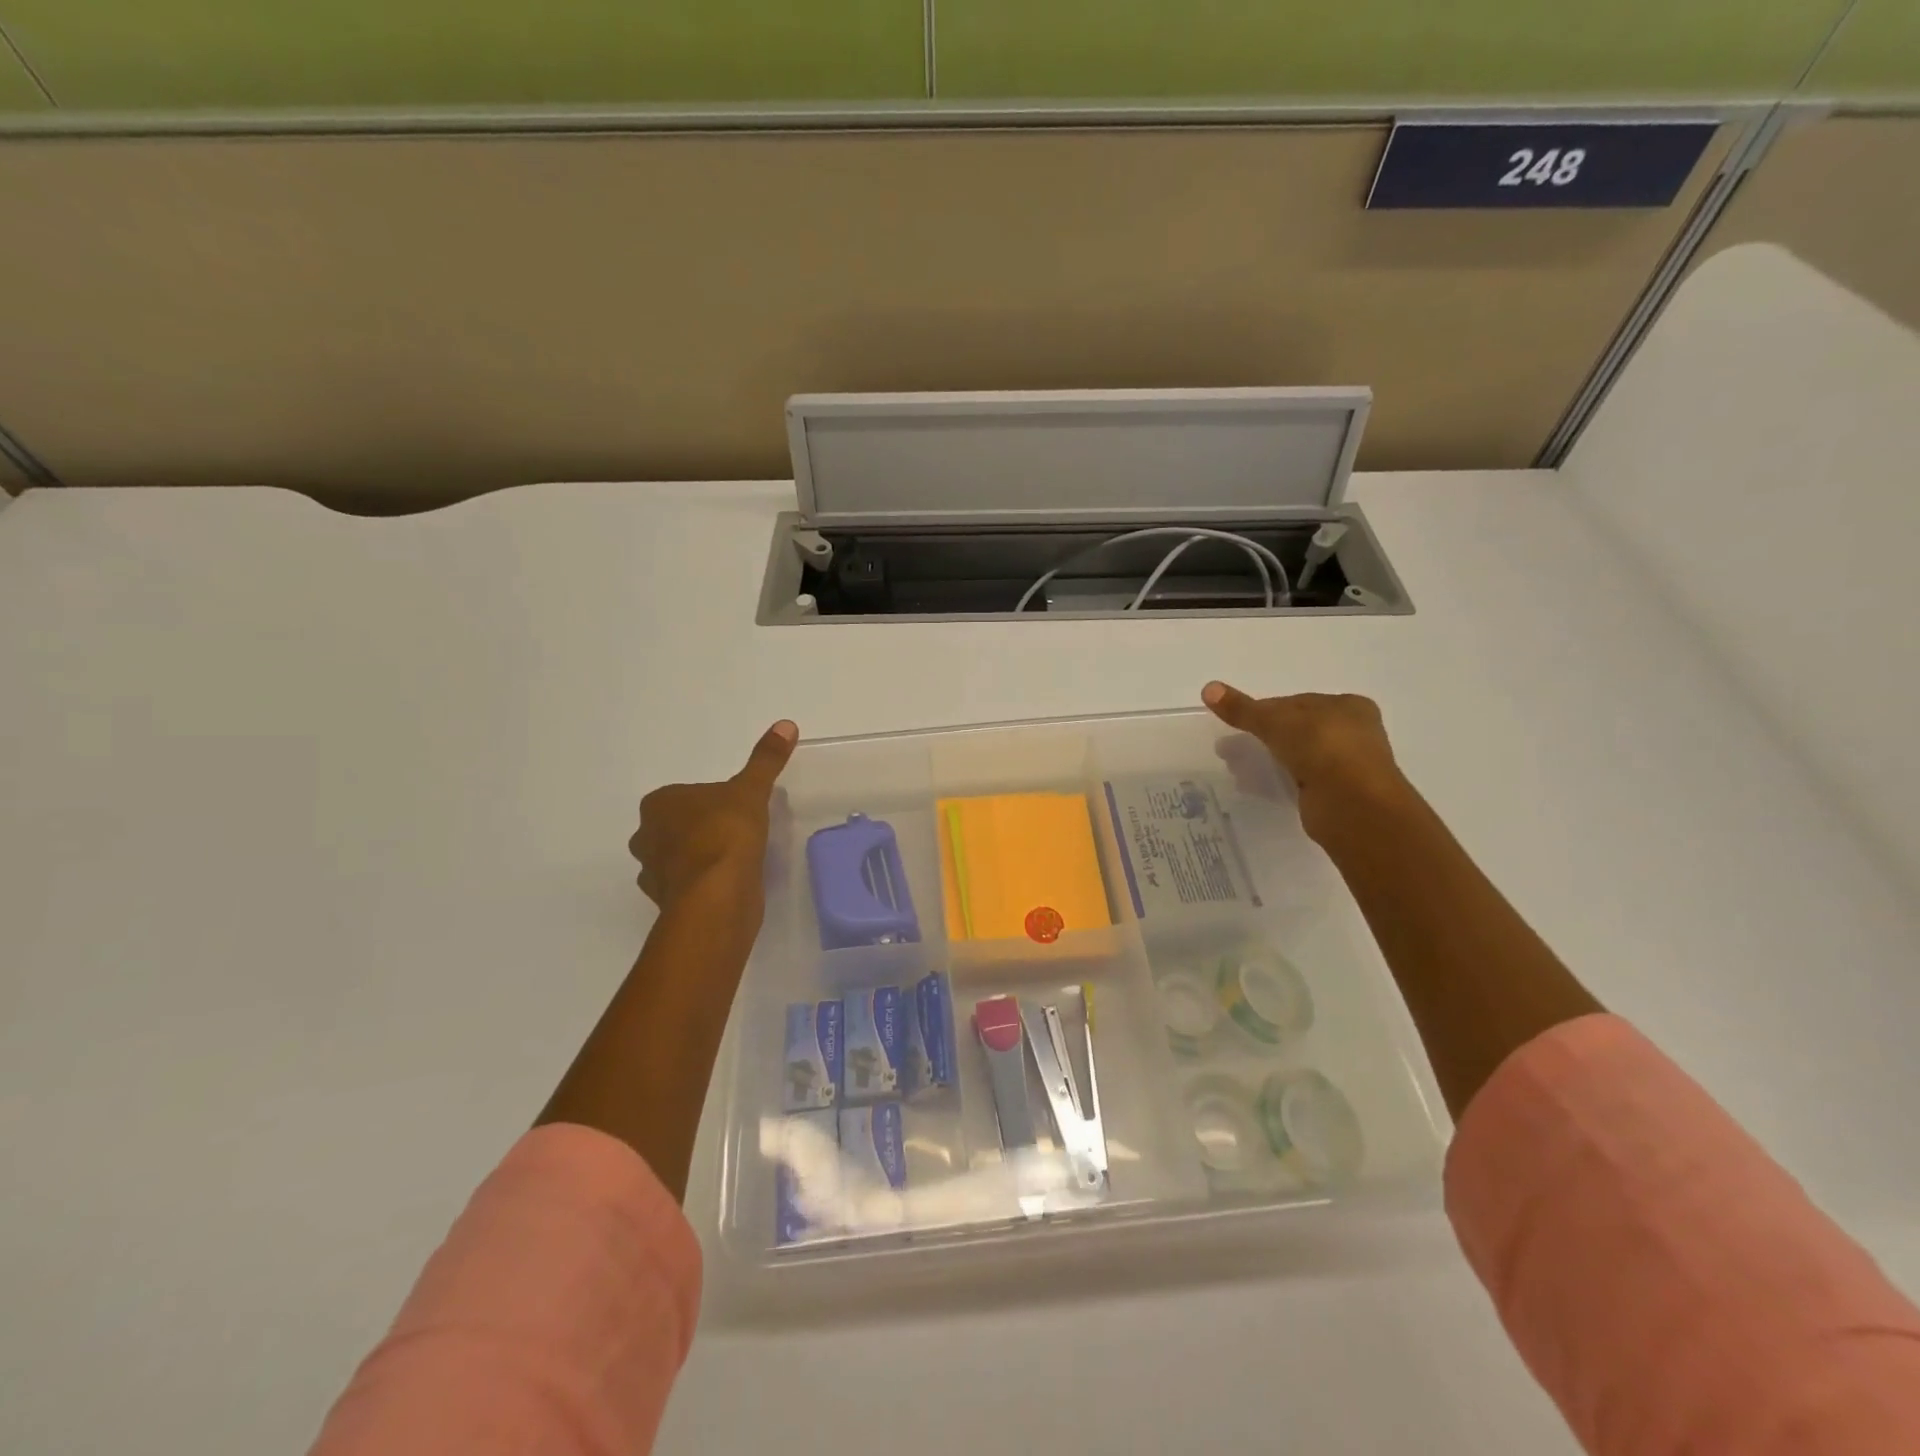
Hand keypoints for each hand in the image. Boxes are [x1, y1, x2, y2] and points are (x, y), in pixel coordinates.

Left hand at [629, 721, 797, 912]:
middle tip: (736, 834)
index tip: (736, 810)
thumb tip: (786, 724)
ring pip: (677, 859)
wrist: (717, 895)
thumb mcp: (751, 790)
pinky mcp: (668, 903)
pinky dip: (701, 885)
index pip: (684, 796)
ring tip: (733, 861)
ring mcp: (653, 873)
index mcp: (658, 804)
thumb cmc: (726, 834)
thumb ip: (766, 760)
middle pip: (676, 827)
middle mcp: (647, 836)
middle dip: (699, 830)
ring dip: (698, 859)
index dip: (711, 802)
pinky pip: (685, 887)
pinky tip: (727, 884)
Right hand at [1202, 683, 1407, 840]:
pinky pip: (1300, 780)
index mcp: (1347, 706)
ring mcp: (1347, 765)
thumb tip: (1208, 688)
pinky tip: (1255, 786)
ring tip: (1235, 767)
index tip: (1237, 722)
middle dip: (1262, 737)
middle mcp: (1353, 732)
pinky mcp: (1337, 793)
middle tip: (1230, 746)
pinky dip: (1278, 780)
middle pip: (1297, 729)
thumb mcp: (1275, 722)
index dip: (1264, 710)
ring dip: (1267, 759)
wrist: (1353, 805)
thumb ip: (1242, 709)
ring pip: (1297, 756)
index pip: (1296, 702)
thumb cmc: (1322, 748)